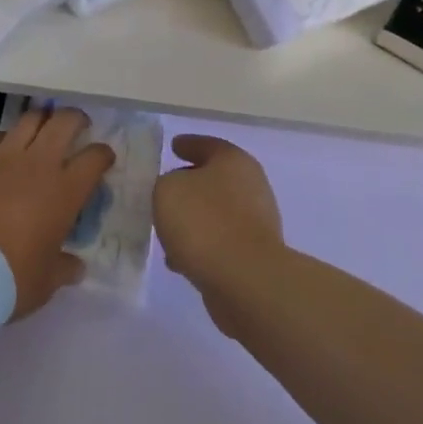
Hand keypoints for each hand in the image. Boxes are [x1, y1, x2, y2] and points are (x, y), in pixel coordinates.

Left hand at [0, 107, 115, 318]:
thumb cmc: (10, 278)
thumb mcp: (46, 281)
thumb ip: (64, 268)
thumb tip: (76, 267)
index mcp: (65, 191)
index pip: (94, 158)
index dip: (103, 154)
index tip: (103, 158)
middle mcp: (38, 163)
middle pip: (63, 122)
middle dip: (75, 119)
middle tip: (77, 126)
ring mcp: (2, 157)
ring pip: (29, 120)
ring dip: (41, 121)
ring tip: (42, 130)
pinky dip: (5, 140)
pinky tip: (3, 151)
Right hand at [154, 135, 284, 332]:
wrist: (244, 279)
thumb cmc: (204, 222)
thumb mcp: (167, 190)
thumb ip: (166, 183)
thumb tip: (177, 191)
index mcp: (233, 160)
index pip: (207, 144)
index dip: (188, 144)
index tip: (173, 146)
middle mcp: (251, 185)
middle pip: (214, 178)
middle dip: (190, 184)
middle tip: (166, 189)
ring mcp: (256, 221)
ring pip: (216, 212)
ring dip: (194, 219)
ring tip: (167, 229)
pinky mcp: (254, 254)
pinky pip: (220, 241)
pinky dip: (201, 245)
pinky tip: (179, 258)